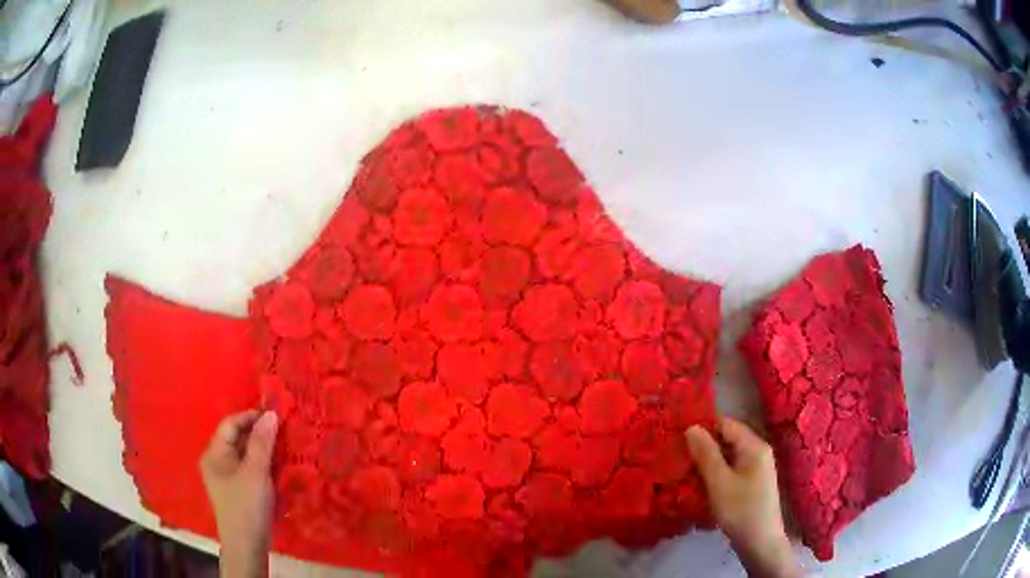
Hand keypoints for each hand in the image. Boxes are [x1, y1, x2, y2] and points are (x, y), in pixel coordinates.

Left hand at [200, 410, 278, 577]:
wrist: (247, 545)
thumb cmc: (247, 506)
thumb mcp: (256, 472)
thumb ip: (262, 442)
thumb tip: (270, 414)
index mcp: (214, 454)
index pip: (230, 424)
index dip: (250, 417)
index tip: (275, 415)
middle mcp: (217, 461)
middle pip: (237, 438)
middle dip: (259, 433)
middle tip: (283, 430)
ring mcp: (227, 477)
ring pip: (245, 454)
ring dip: (263, 449)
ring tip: (284, 445)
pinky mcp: (239, 489)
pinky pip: (250, 468)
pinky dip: (263, 463)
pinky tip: (278, 465)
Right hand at [686, 417, 800, 577]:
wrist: (760, 542)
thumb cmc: (740, 510)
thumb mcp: (719, 482)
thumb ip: (706, 454)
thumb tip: (691, 426)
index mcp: (754, 446)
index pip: (726, 424)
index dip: (702, 427)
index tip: (677, 436)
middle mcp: (758, 451)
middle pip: (727, 439)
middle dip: (703, 446)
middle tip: (676, 456)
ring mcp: (756, 468)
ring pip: (727, 456)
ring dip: (707, 462)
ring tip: (682, 470)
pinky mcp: (751, 483)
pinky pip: (730, 469)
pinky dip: (715, 473)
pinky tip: (699, 484)